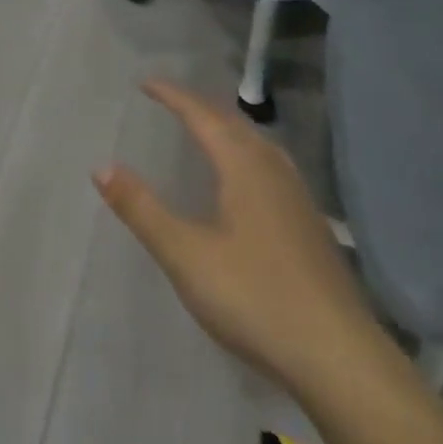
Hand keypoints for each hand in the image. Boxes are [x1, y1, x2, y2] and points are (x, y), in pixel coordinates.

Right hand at [94, 79, 384, 393]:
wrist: (340, 360)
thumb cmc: (255, 298)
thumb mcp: (185, 254)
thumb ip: (142, 209)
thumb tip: (102, 166)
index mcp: (243, 167)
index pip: (202, 116)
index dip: (173, 97)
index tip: (145, 83)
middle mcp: (274, 172)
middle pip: (233, 124)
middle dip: (199, 108)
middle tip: (169, 101)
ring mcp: (299, 200)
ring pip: (258, 146)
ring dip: (227, 129)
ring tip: (205, 130)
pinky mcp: (311, 228)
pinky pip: (271, 168)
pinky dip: (246, 155)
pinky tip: (247, 182)